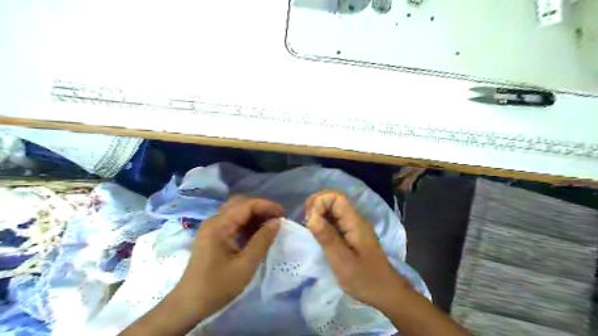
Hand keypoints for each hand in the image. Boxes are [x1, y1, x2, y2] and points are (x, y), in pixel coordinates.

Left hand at [176, 199, 283, 318]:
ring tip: (270, 226)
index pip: (247, 204)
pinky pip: (233, 221)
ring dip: (255, 215)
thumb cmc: (217, 286)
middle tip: (277, 220)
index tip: (284, 215)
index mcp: (219, 224)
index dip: (267, 206)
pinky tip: (257, 233)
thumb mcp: (245, 265)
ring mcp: (212, 227)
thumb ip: (262, 241)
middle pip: (241, 203)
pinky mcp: (213, 235)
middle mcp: (214, 220)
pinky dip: (247, 223)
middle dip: (261, 208)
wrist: (189, 304)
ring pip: (237, 211)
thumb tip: (277, 222)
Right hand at [306, 190, 408, 310]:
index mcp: (355, 222)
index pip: (336, 197)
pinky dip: (323, 222)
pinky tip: (318, 235)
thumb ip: (328, 238)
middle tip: (308, 224)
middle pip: (334, 199)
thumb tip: (312, 217)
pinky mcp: (350, 233)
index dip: (320, 202)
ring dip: (318, 214)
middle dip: (317, 205)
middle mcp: (354, 219)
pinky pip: (334, 220)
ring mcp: (353, 226)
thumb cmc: (365, 279)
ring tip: (310, 229)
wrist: (386, 292)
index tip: (311, 221)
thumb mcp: (343, 262)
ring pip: (333, 208)